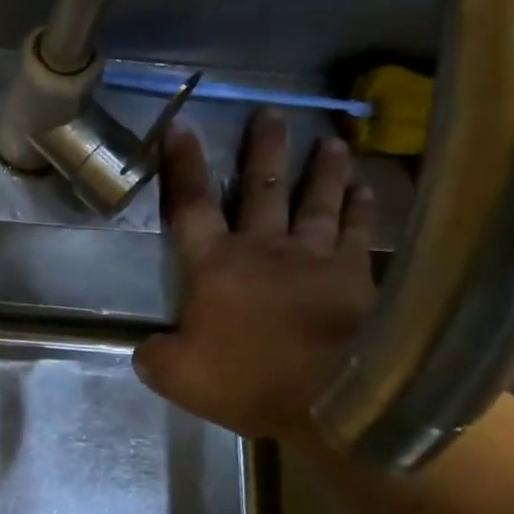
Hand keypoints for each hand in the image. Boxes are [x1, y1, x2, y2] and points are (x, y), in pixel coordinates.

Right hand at [133, 109, 377, 443]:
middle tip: (271, 113)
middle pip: (261, 188)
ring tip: (331, 142)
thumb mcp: (176, 376)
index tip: (181, 126)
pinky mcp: (355, 276)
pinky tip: (366, 189)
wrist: (329, 400)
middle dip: (263, 149)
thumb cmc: (246, 382)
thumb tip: (146, 346)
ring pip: (316, 202)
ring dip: (321, 170)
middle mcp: (263, 248)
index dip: (183, 165)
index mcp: (214, 266)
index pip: (191, 204)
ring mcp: (313, 258)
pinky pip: (358, 232)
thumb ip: (155, 356)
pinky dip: (361, 208)